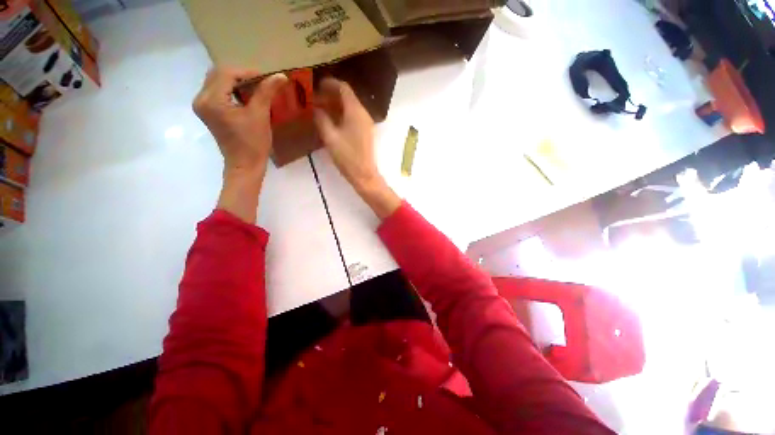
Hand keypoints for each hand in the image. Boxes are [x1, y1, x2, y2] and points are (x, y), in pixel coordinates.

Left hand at [193, 68, 286, 174]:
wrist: (245, 165)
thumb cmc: (253, 143)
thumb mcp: (260, 115)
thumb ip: (267, 92)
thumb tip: (281, 76)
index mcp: (212, 99)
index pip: (227, 73)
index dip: (248, 72)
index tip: (267, 79)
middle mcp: (201, 99)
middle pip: (219, 74)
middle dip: (241, 75)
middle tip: (261, 83)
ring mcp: (202, 105)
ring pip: (217, 81)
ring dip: (236, 81)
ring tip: (255, 89)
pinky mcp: (207, 111)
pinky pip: (217, 91)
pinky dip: (231, 89)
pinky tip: (245, 97)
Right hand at [314, 78, 400, 219]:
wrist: (364, 174)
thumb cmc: (347, 156)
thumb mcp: (330, 137)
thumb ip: (321, 119)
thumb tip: (315, 109)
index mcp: (355, 111)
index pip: (343, 88)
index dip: (330, 84)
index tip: (316, 85)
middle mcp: (363, 113)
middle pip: (348, 97)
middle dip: (331, 95)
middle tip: (315, 99)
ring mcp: (366, 123)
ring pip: (351, 107)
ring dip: (336, 105)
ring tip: (320, 109)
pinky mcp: (366, 132)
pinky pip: (354, 117)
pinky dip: (342, 114)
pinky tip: (331, 120)